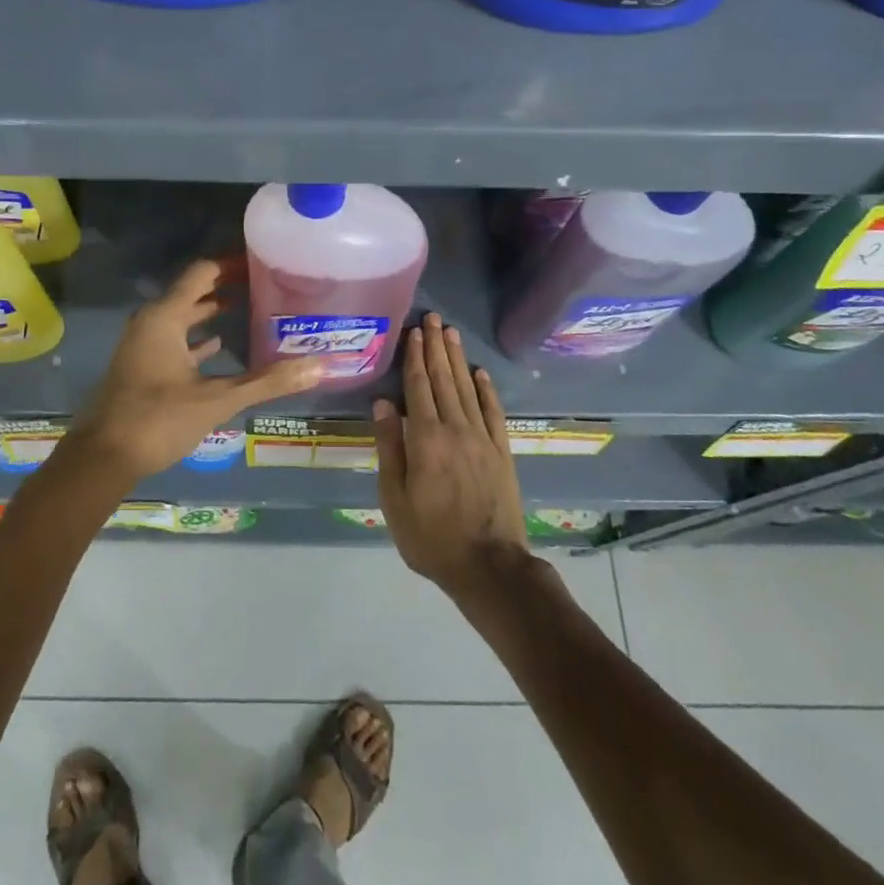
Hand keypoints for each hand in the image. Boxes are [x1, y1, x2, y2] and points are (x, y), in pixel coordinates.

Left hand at [66, 259, 324, 482]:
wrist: (102, 459)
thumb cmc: (157, 419)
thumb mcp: (217, 400)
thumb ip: (267, 381)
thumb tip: (318, 366)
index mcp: (165, 317)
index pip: (202, 273)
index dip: (231, 264)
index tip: (262, 261)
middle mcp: (151, 322)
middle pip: (191, 291)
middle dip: (225, 286)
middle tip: (263, 283)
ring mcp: (143, 344)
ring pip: (182, 316)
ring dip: (210, 310)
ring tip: (247, 307)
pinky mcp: (141, 365)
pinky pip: (173, 338)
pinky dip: (196, 336)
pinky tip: (217, 344)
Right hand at [373, 314, 529, 599]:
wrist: (489, 566)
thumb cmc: (431, 537)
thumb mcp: (395, 499)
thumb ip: (389, 447)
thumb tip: (382, 403)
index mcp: (425, 438)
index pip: (418, 388)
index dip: (415, 357)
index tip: (414, 331)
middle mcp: (455, 428)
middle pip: (443, 379)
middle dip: (436, 347)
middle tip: (434, 318)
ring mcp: (482, 438)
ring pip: (467, 389)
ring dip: (457, 359)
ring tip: (451, 333)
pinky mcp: (501, 452)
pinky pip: (493, 412)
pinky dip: (486, 390)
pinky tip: (480, 373)